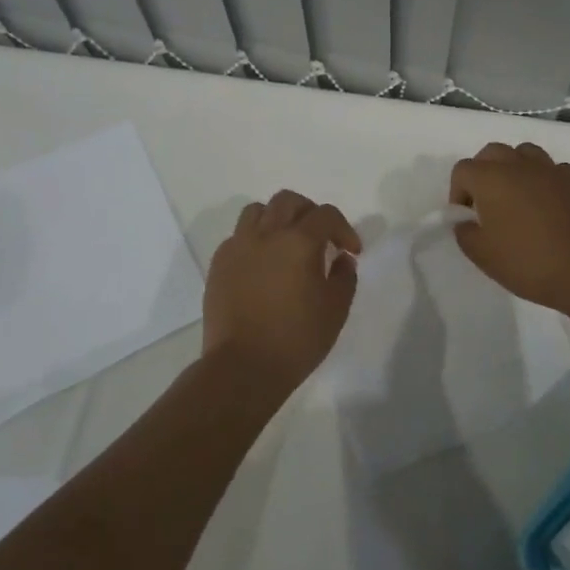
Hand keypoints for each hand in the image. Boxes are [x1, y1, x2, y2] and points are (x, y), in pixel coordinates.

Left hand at [203, 189, 361, 384]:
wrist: (242, 367)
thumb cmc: (296, 339)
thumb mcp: (335, 310)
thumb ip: (345, 276)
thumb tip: (341, 258)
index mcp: (298, 242)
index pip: (326, 215)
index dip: (343, 229)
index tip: (351, 251)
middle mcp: (266, 235)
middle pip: (288, 201)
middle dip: (309, 212)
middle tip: (320, 236)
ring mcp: (237, 247)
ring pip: (257, 211)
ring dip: (277, 218)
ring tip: (286, 242)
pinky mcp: (218, 264)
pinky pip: (238, 236)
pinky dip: (254, 239)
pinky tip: (262, 264)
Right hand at [450, 142, 569, 314]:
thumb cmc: (527, 262)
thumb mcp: (482, 255)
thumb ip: (465, 232)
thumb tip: (467, 221)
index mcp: (490, 178)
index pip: (463, 170)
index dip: (458, 192)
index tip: (468, 217)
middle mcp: (519, 164)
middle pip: (492, 153)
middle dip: (484, 173)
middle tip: (489, 205)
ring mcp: (550, 169)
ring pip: (524, 153)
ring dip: (515, 169)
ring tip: (519, 199)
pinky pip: (552, 169)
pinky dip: (544, 180)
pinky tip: (549, 205)